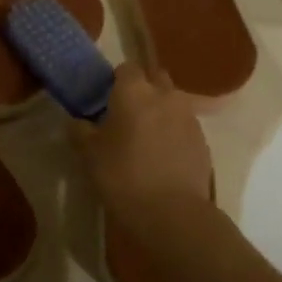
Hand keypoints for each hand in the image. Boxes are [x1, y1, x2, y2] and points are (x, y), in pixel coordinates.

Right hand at [72, 65, 217, 255]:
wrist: (173, 213)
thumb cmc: (123, 176)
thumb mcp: (89, 154)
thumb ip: (81, 131)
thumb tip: (78, 122)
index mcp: (134, 91)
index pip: (126, 68)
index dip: (116, 81)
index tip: (106, 99)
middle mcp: (165, 95)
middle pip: (155, 79)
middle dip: (143, 90)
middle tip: (126, 115)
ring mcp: (189, 116)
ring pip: (172, 102)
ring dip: (160, 112)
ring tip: (145, 139)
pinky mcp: (203, 140)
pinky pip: (184, 126)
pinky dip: (174, 133)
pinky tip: (163, 157)